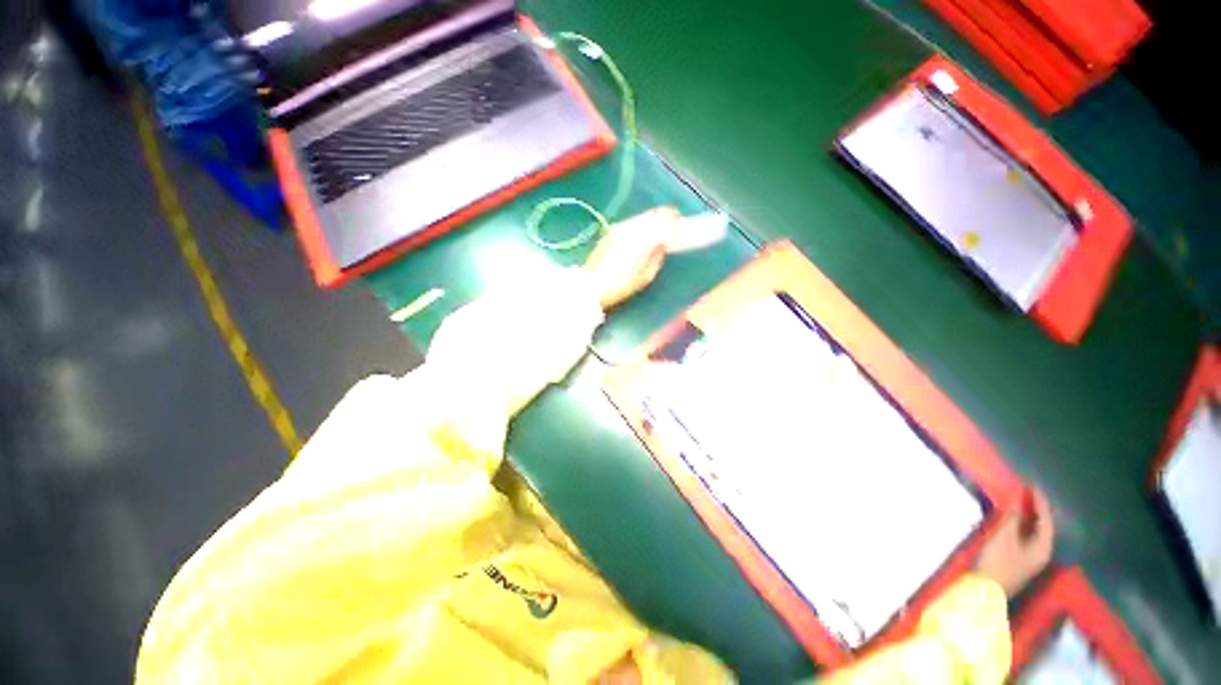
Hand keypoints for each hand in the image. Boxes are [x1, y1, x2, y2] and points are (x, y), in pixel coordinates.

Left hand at [584, 207, 680, 310]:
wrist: (592, 285)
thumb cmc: (621, 284)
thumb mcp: (646, 276)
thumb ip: (657, 257)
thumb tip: (661, 246)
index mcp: (643, 236)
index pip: (665, 218)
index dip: (676, 221)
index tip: (682, 227)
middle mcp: (631, 225)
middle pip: (653, 214)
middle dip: (665, 219)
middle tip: (672, 229)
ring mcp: (619, 227)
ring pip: (641, 218)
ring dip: (652, 223)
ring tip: (657, 235)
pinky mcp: (610, 232)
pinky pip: (631, 224)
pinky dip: (640, 227)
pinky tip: (640, 239)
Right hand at [975, 488, 1055, 596]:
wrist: (986, 589)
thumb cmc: (997, 562)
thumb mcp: (1004, 537)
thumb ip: (1013, 518)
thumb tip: (1018, 500)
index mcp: (1043, 547)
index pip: (1046, 521)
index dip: (1040, 503)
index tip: (1034, 486)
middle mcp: (1041, 552)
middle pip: (1043, 527)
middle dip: (1036, 510)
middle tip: (1028, 493)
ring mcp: (1030, 558)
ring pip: (1034, 533)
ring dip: (1028, 517)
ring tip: (1020, 502)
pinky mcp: (1019, 559)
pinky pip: (1025, 537)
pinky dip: (1021, 525)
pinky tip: (1013, 520)